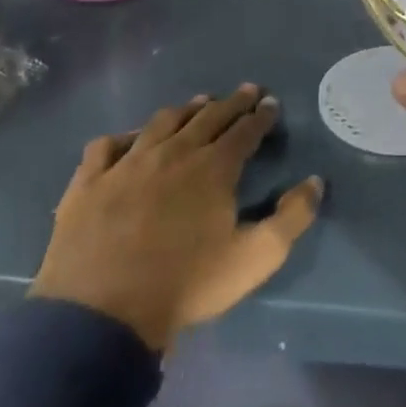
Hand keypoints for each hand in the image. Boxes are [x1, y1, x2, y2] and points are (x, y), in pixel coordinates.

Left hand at [31, 85, 323, 352]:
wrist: (101, 315)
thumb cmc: (186, 285)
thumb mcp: (255, 258)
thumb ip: (292, 217)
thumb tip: (315, 181)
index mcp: (214, 167)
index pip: (245, 130)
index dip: (261, 115)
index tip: (271, 103)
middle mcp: (174, 152)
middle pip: (208, 117)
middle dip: (232, 102)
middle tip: (247, 91)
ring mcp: (128, 163)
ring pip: (162, 122)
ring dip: (186, 110)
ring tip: (199, 103)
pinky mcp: (89, 182)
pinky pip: (107, 146)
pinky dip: (123, 137)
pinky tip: (129, 140)